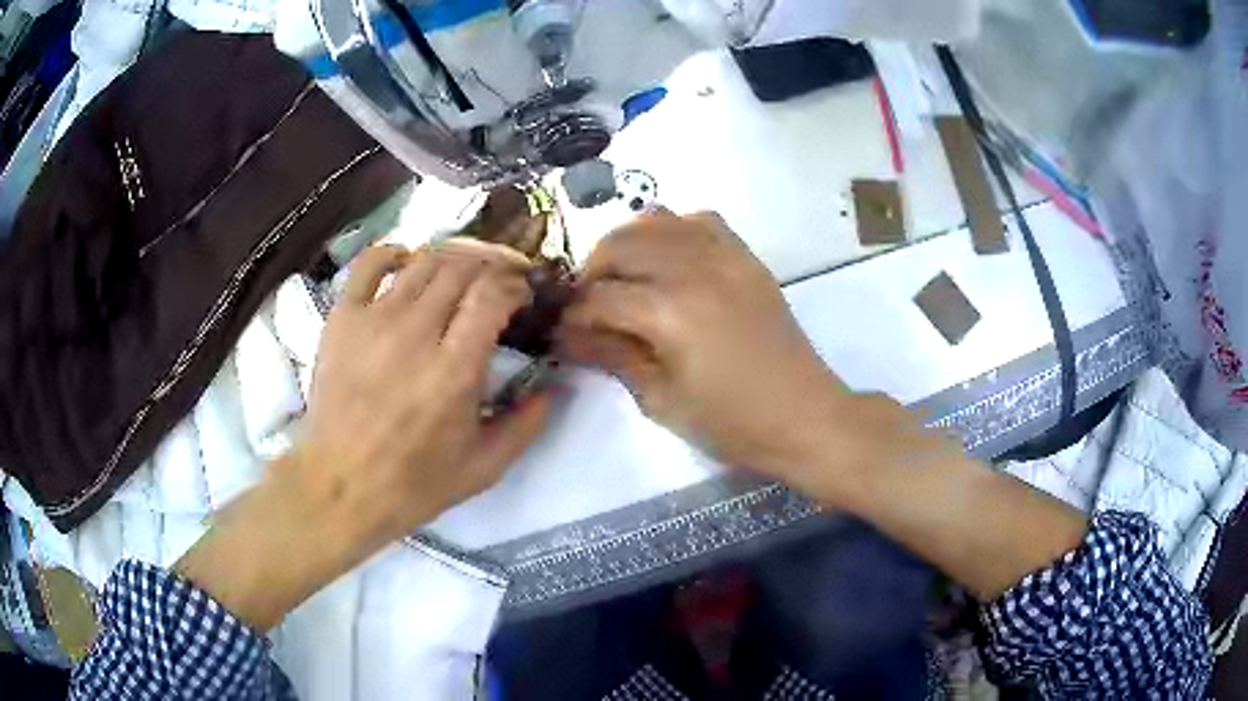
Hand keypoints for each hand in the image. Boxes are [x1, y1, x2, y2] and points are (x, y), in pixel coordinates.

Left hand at [176, 243, 550, 629]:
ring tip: (460, 277)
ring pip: (423, 261)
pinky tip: (407, 263)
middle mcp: (417, 332)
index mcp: (455, 369)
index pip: (493, 293)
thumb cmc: (413, 483)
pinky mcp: (343, 318)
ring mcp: (375, 319)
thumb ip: (526, 426)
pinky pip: (369, 264)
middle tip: (497, 282)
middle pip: (462, 268)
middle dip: (491, 265)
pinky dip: (394, 253)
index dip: (515, 285)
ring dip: (451, 260)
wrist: (339, 486)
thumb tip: (552, 389)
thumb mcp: (484, 468)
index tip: (522, 296)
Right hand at [557, 210, 854, 488]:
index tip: (559, 331)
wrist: (804, 415)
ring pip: (655, 222)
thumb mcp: (661, 401)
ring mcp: (724, 256)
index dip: (571, 316)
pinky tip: (667, 258)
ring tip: (620, 278)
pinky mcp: (745, 257)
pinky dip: (672, 229)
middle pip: (619, 246)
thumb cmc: (732, 423)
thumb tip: (567, 336)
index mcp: (668, 312)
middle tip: (586, 306)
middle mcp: (692, 269)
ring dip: (626, 245)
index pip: (598, 299)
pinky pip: (699, 220)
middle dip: (591, 273)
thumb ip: (612, 357)